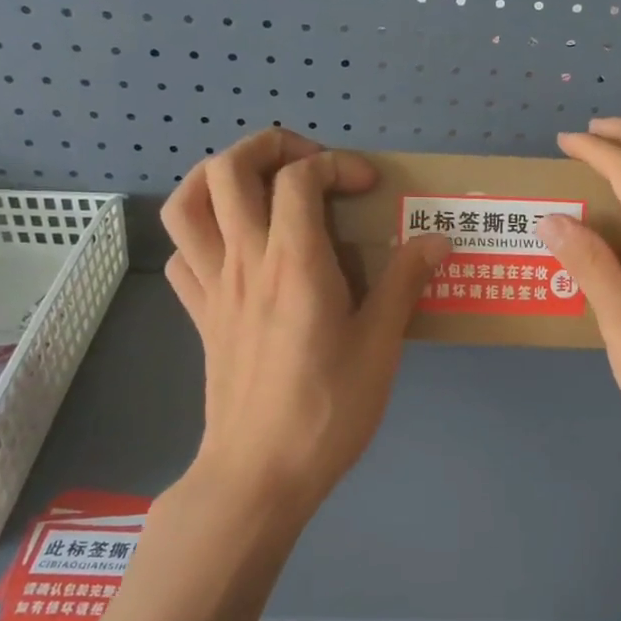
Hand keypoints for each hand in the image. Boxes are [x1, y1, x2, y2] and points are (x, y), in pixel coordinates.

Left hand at [161, 129, 450, 505]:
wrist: (260, 473)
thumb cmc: (328, 409)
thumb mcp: (381, 345)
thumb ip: (405, 282)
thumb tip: (437, 239)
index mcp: (295, 262)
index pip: (300, 177)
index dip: (337, 164)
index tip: (369, 188)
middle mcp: (245, 261)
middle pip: (228, 169)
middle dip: (269, 147)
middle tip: (310, 165)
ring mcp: (214, 287)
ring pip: (187, 204)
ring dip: (218, 176)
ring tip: (259, 185)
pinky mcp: (200, 316)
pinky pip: (182, 256)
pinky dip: (203, 234)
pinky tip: (236, 249)